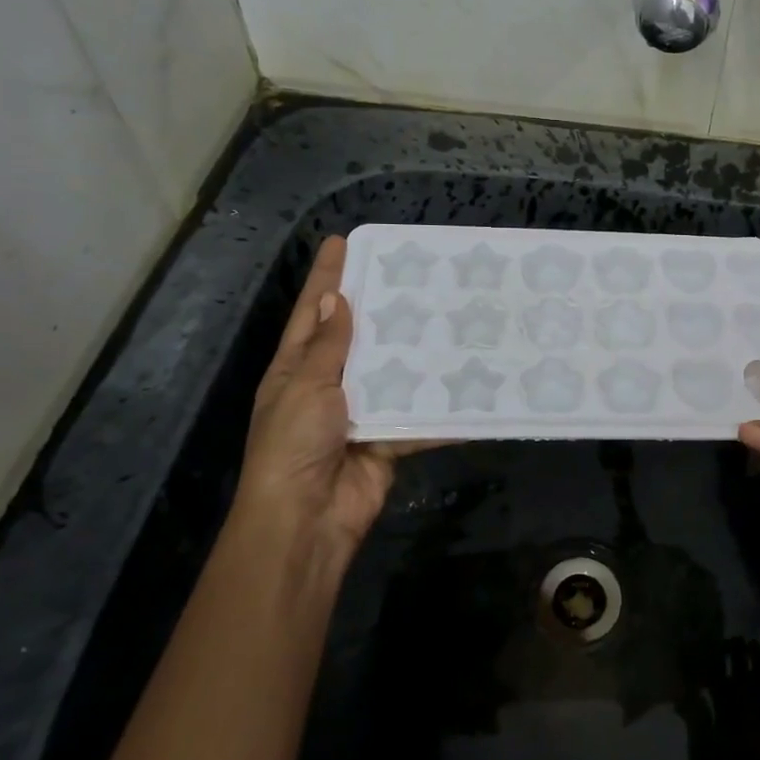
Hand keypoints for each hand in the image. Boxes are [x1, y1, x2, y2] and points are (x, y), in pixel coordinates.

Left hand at [227, 234, 421, 579]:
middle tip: (412, 273)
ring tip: (448, 315)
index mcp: (296, 369)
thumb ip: (326, 347)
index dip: (326, 277)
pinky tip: (466, 380)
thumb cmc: (294, 445)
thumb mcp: (305, 388)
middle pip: (357, 337)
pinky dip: (438, 405)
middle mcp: (328, 386)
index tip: (344, 241)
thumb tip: (334, 299)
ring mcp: (360, 412)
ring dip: (415, 351)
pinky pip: (416, 414)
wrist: (309, 519)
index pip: (313, 312)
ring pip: (392, 372)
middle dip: (380, 307)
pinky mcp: (388, 438)